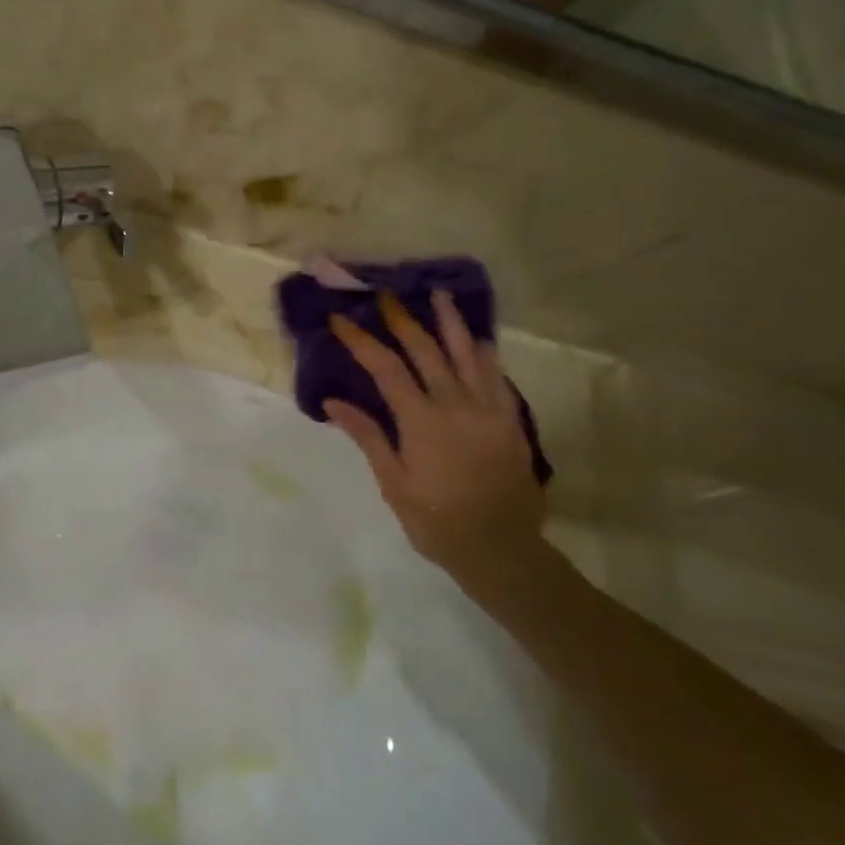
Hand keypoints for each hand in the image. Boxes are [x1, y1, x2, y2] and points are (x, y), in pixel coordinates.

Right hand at [326, 292, 546, 597]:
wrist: (499, 547)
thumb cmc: (436, 520)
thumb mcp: (394, 483)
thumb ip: (368, 437)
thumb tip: (334, 401)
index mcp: (421, 420)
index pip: (385, 368)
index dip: (361, 341)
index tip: (342, 320)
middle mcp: (455, 404)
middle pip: (425, 351)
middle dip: (403, 321)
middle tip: (387, 297)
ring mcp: (487, 409)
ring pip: (467, 354)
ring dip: (450, 323)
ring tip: (439, 296)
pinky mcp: (509, 420)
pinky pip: (497, 378)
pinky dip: (485, 355)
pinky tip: (479, 341)